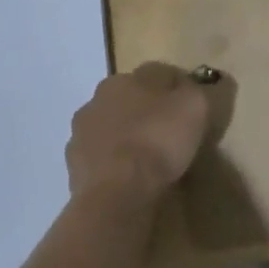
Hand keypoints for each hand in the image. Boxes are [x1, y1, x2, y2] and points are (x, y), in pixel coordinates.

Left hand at [66, 62, 224, 199]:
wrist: (116, 193)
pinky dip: (113, 161)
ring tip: (148, 158)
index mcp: (125, 78)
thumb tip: (190, 87)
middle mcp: (98, 97)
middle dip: (148, 110)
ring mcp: (81, 131)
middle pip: (131, 98)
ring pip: (113, 126)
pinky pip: (101, 156)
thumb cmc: (158, 141)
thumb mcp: (194, 107)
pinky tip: (129, 176)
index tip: (192, 108)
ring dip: (127, 135)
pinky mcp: (74, 164)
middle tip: (169, 132)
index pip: (158, 74)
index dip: (178, 88)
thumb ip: (195, 90)